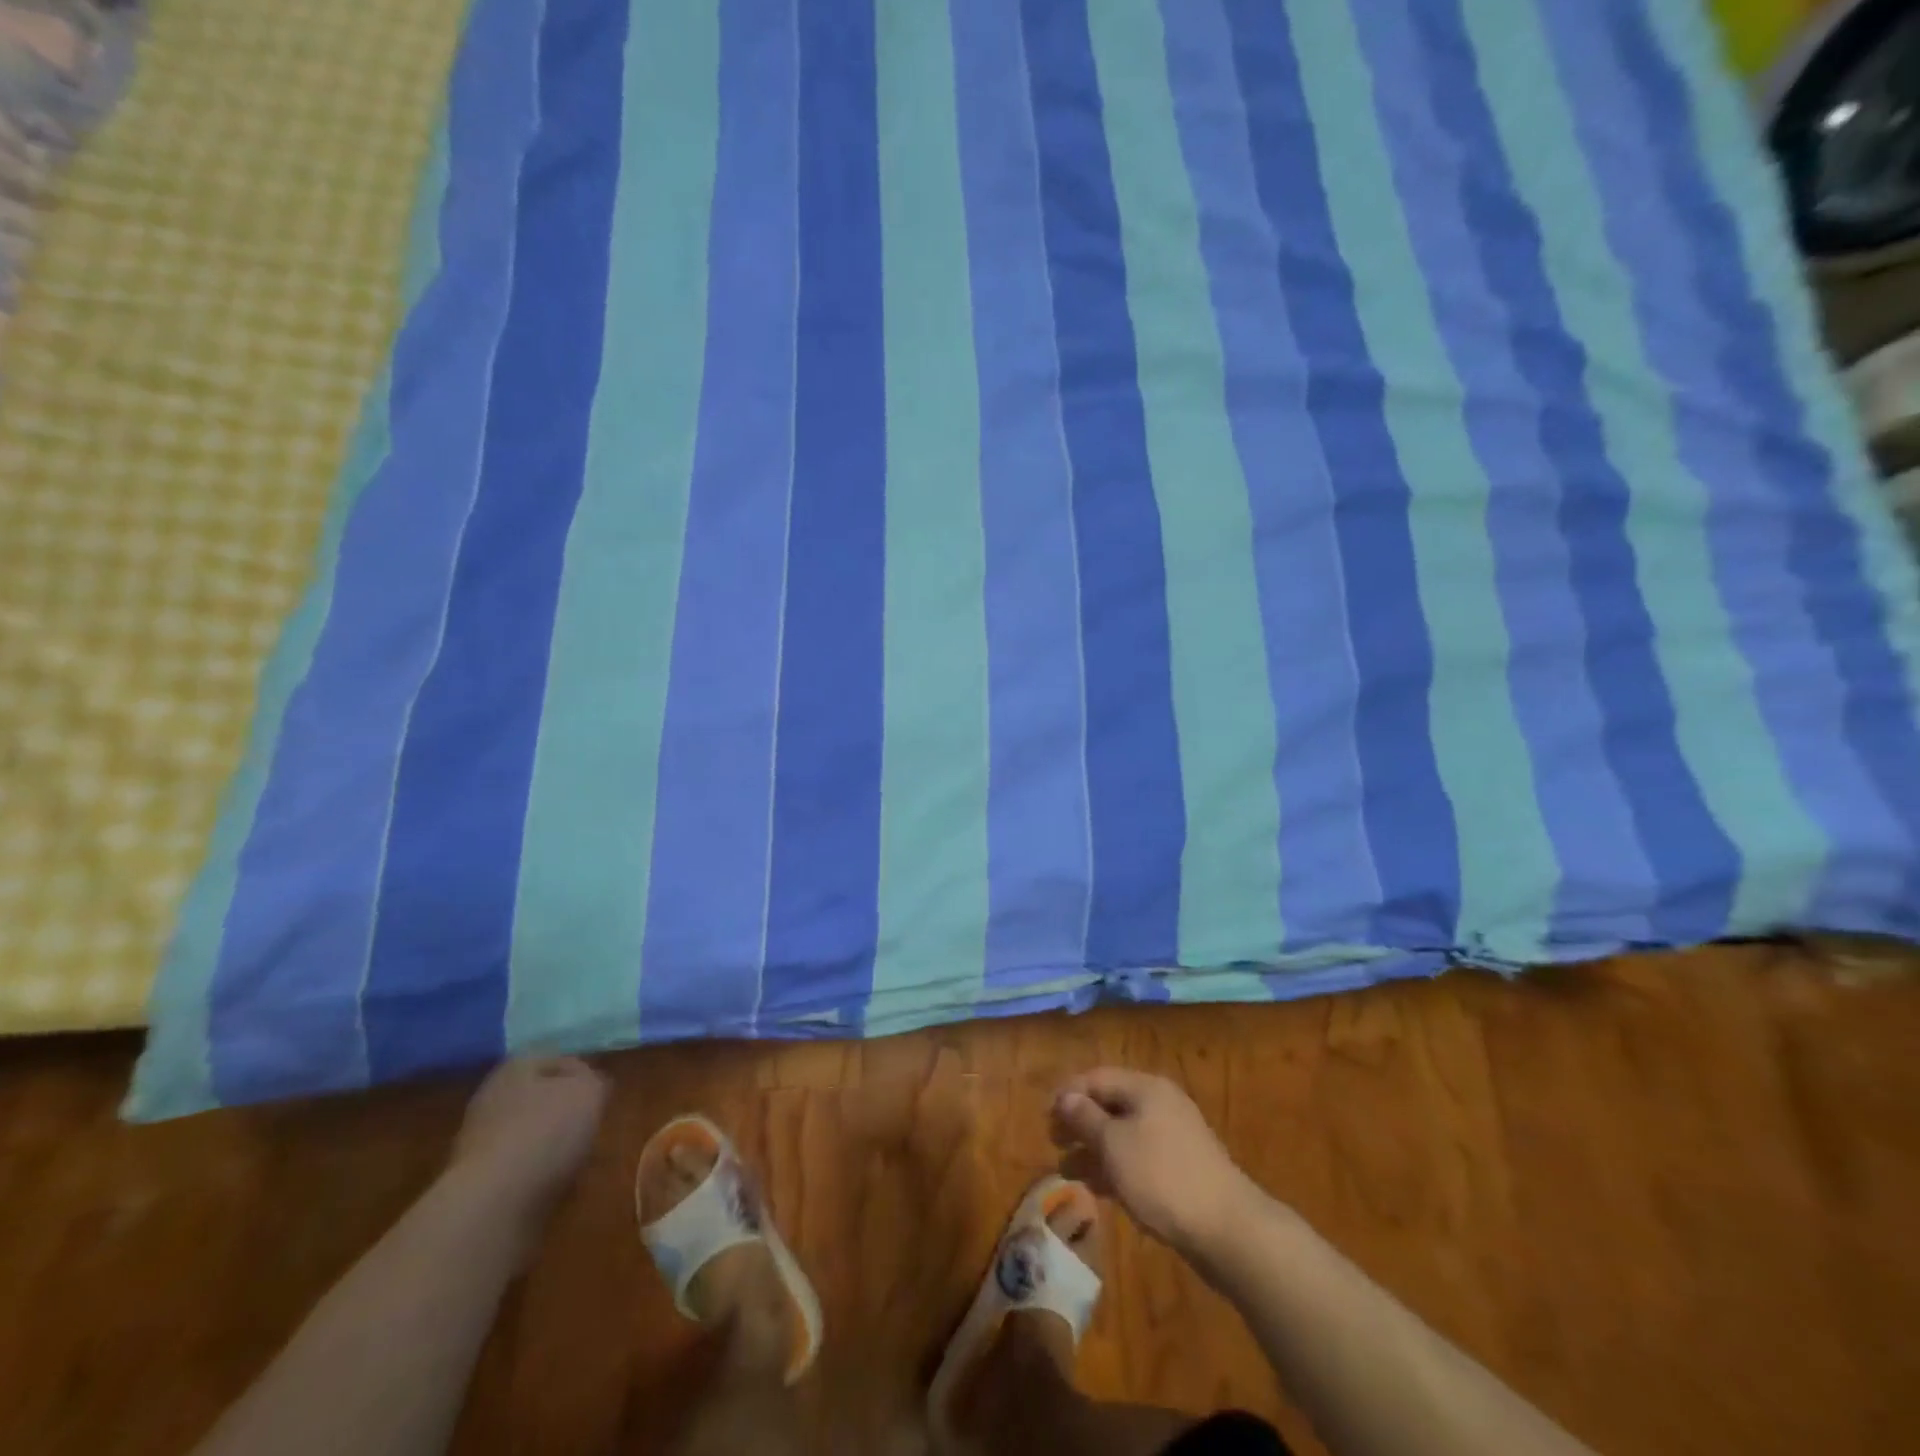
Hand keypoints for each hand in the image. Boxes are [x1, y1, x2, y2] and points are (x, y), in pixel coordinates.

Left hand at [450, 1057, 607, 1211]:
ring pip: (527, 1130)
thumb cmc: (547, 1130)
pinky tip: (553, 1181)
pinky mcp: (474, 1179)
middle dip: (564, 1109)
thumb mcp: (590, 1092)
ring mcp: (478, 1138)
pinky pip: (516, 1164)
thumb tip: (591, 1086)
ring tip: (577, 1157)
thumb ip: (595, 1082)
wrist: (493, 1202)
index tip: (604, 1096)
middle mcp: (492, 1094)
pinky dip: (535, 1170)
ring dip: (550, 1141)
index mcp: (518, 1065)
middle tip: (591, 1124)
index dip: (586, 1075)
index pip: (561, 1060)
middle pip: (540, 1096)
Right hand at [1051, 1068, 1258, 1255]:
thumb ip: (1086, 1118)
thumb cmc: (1162, 1176)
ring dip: (1093, 1149)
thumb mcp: (1114, 1144)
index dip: (1068, 1093)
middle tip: (1053, 1142)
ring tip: (1065, 1172)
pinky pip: (1138, 1158)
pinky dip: (1115, 1168)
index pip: (1097, 1077)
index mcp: (1146, 1088)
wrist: (1226, 1229)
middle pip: (1110, 1105)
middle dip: (1079, 1122)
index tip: (1045, 1117)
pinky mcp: (1179, 1170)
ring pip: (1122, 1135)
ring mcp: (1172, 1138)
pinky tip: (1097, 1188)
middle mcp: (1159, 1105)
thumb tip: (1066, 1097)